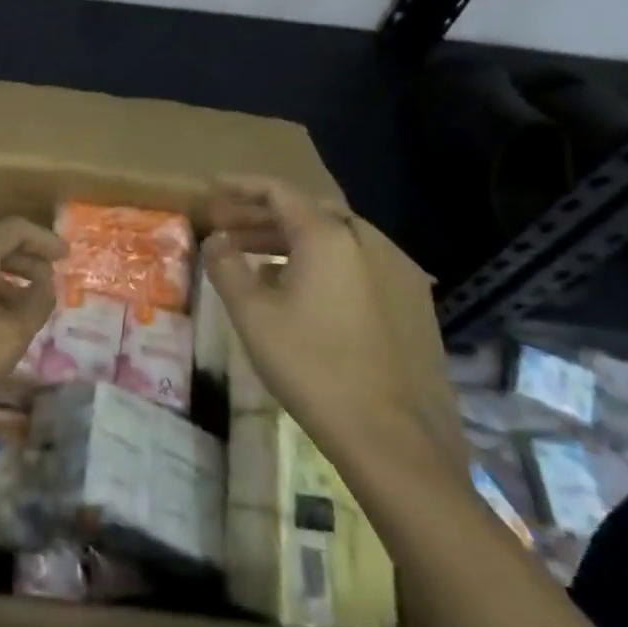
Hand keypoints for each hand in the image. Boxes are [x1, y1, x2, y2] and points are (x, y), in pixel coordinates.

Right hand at [202, 176, 444, 469]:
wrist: (395, 440)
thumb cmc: (313, 368)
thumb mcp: (253, 316)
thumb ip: (226, 267)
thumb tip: (215, 240)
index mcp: (329, 235)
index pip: (278, 191)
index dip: (241, 186)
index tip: (214, 190)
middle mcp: (367, 239)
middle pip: (306, 212)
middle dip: (261, 217)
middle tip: (227, 229)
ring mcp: (397, 269)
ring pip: (334, 239)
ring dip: (291, 242)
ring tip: (254, 262)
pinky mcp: (414, 301)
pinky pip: (358, 265)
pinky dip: (323, 264)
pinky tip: (302, 294)